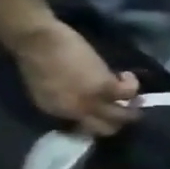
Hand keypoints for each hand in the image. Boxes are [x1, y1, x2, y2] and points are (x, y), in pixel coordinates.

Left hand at [10, 19, 139, 135]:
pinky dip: (131, 83)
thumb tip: (86, 100)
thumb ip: (66, 98)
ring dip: (133, 107)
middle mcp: (75, 111)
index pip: (85, 128)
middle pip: (108, 129)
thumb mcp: (46, 87)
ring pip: (124, 115)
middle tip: (126, 107)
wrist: (37, 40)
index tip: (106, 109)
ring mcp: (91, 100)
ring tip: (132, 94)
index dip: (100, 120)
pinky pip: (129, 92)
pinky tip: (126, 74)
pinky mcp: (105, 86)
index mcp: (57, 111)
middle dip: (120, 120)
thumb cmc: (37, 57)